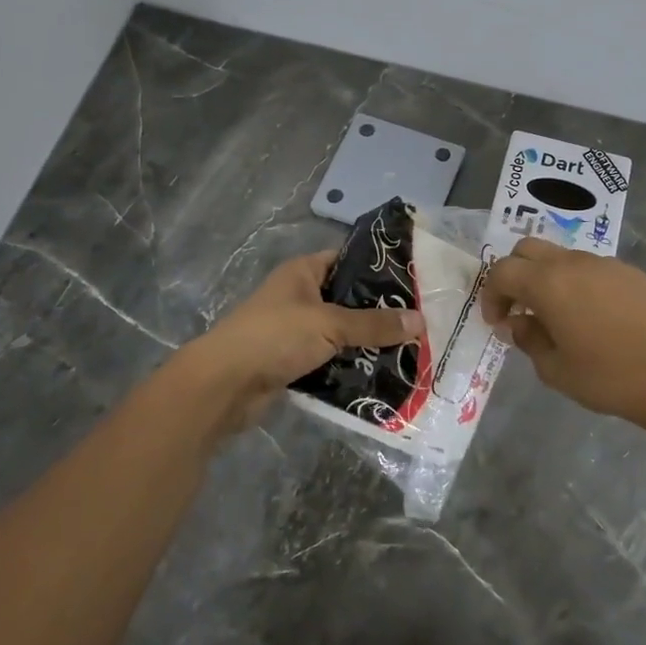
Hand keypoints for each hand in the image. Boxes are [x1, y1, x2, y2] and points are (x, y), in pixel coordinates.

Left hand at [179, 250, 424, 432]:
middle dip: (379, 312)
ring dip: (367, 344)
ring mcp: (295, 331)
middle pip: (348, 300)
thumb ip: (374, 324)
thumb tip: (420, 321)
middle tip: (421, 320)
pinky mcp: (294, 362)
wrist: (224, 385)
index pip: (346, 260)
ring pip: (341, 333)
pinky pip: (331, 360)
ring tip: (411, 349)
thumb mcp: (330, 324)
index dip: (377, 268)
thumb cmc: (275, 336)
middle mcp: (300, 297)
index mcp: (303, 273)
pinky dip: (351, 367)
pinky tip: (383, 374)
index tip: (414, 280)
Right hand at [480, 239, 645, 449]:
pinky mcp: (633, 274)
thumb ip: (528, 340)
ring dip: (547, 278)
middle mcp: (574, 263)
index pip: (503, 271)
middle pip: (529, 249)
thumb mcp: (555, 370)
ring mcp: (607, 264)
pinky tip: (592, 317)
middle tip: (519, 309)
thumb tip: (516, 323)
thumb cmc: (610, 378)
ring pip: (563, 257)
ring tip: (556, 316)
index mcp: (548, 283)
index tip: (498, 322)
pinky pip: (592, 269)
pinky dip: (577, 283)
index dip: (492, 294)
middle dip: (515, 274)